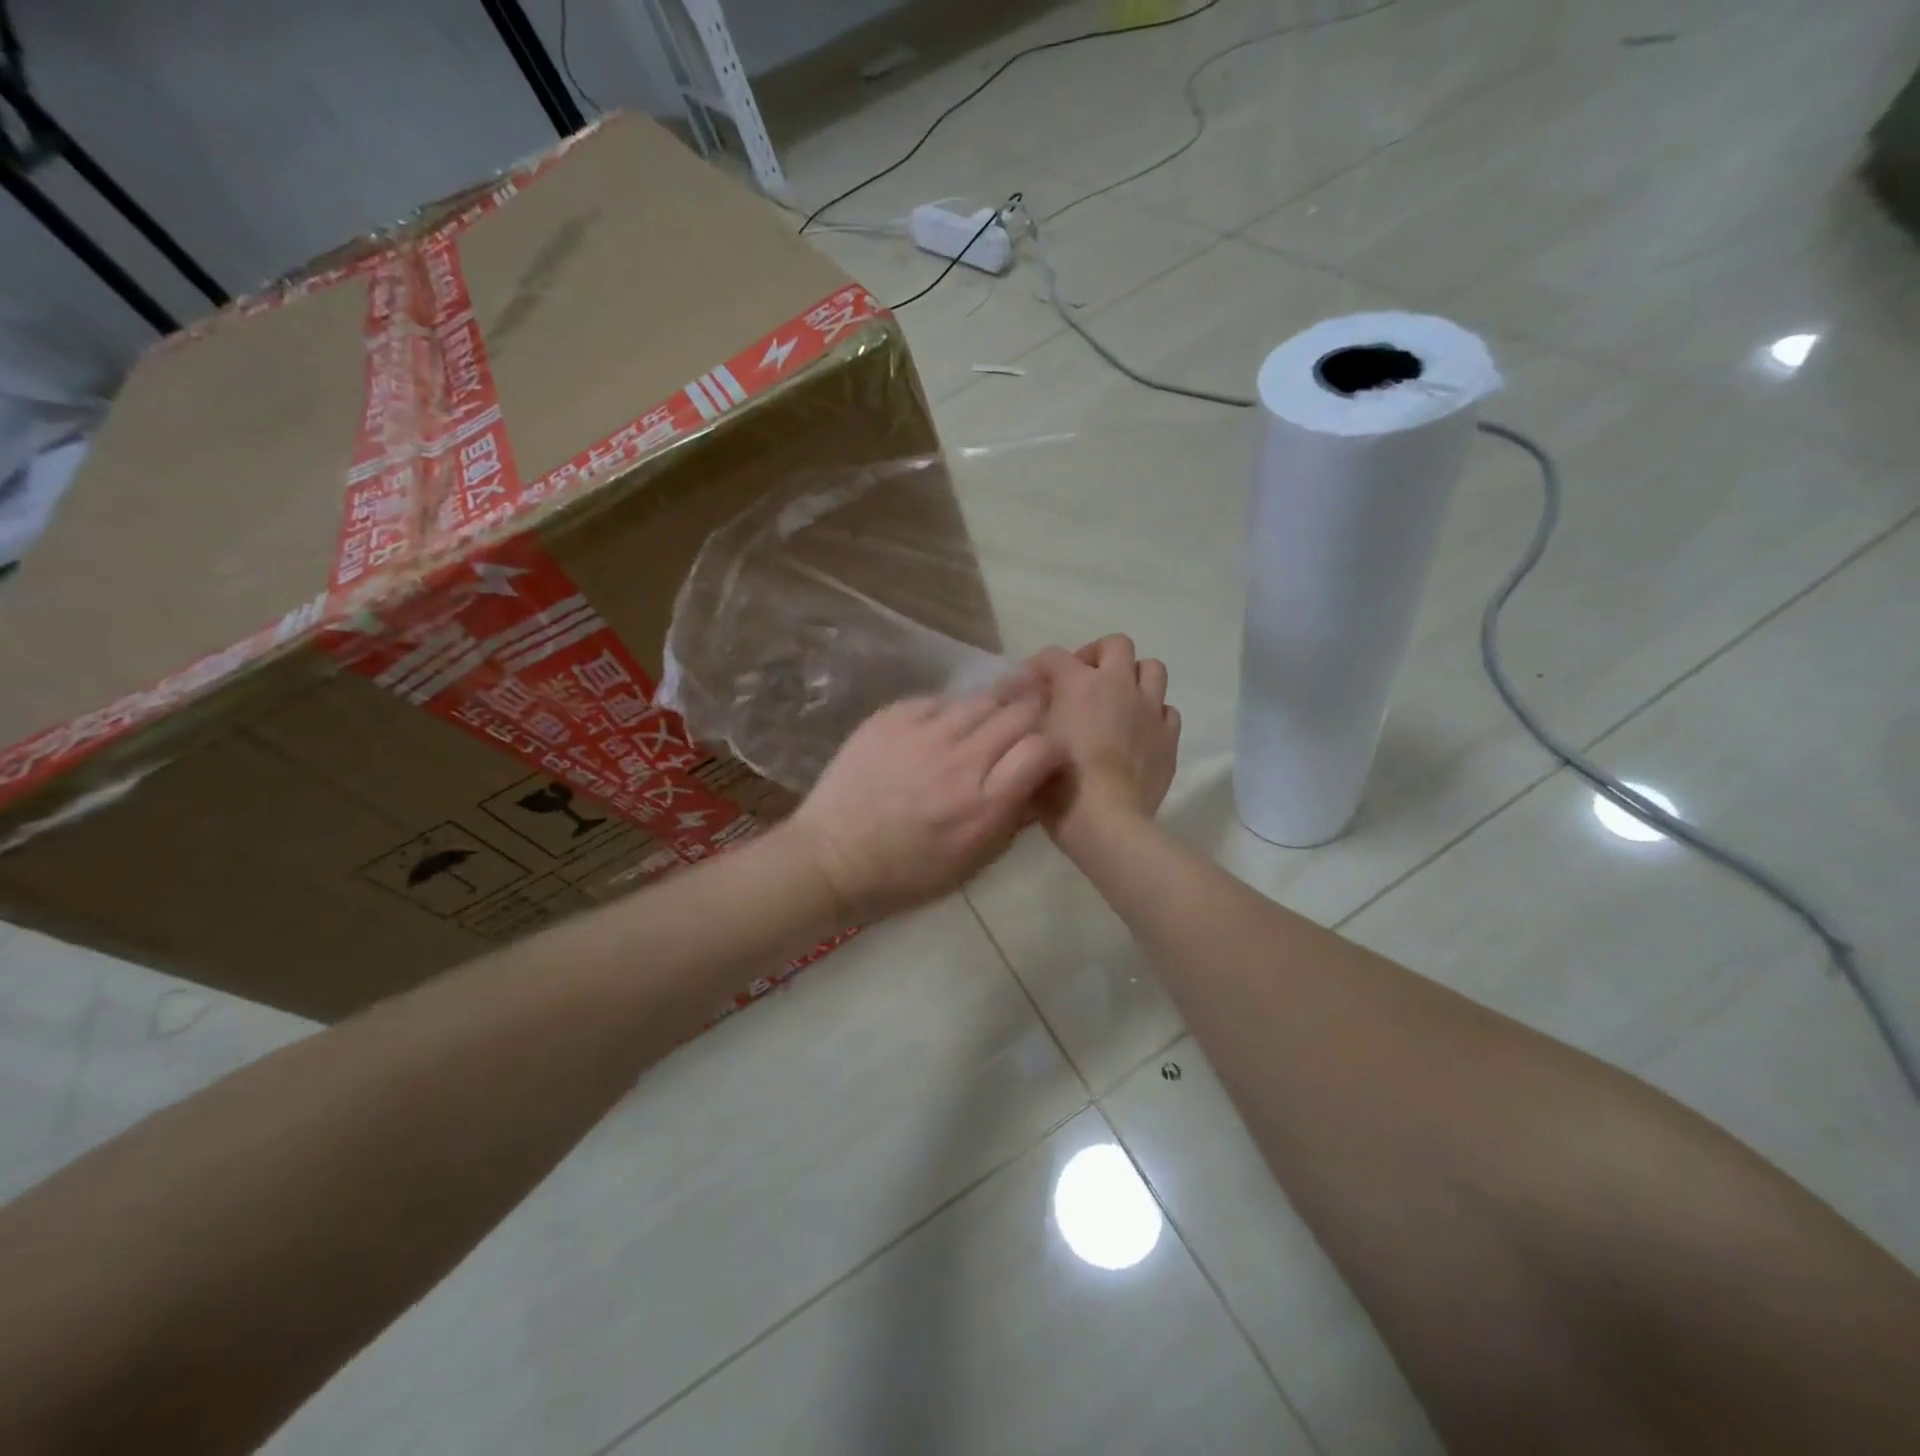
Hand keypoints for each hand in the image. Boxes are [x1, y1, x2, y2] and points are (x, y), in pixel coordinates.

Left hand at [786, 671, 1066, 920]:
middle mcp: (960, 760)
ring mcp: (923, 733)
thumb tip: (1037, 782)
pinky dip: (951, 711)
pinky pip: (939, 700)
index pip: (1043, 749)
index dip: (1052, 748)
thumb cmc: (908, 874)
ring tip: (993, 716)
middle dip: (1032, 715)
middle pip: (1018, 712)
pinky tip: (945, 725)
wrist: (832, 858)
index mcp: (984, 804)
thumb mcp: (974, 862)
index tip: (1045, 756)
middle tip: (1030, 719)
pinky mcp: (892, 716)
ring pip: (981, 698)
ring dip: (996, 706)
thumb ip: (1012, 819)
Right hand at [1029, 635, 1179, 857]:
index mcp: (1078, 684)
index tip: (1029, 684)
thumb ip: (1026, 718)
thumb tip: (1028, 704)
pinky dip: (1153, 714)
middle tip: (1082, 680)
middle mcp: (1118, 686)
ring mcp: (1149, 710)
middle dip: (1097, 655)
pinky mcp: (1168, 738)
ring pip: (1152, 669)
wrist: (1106, 822)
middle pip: (1116, 645)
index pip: (1054, 655)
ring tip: (1117, 700)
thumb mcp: (1026, 747)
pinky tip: (1138, 731)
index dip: (1038, 664)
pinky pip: (1167, 710)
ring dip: (1133, 677)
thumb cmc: (1058, 786)